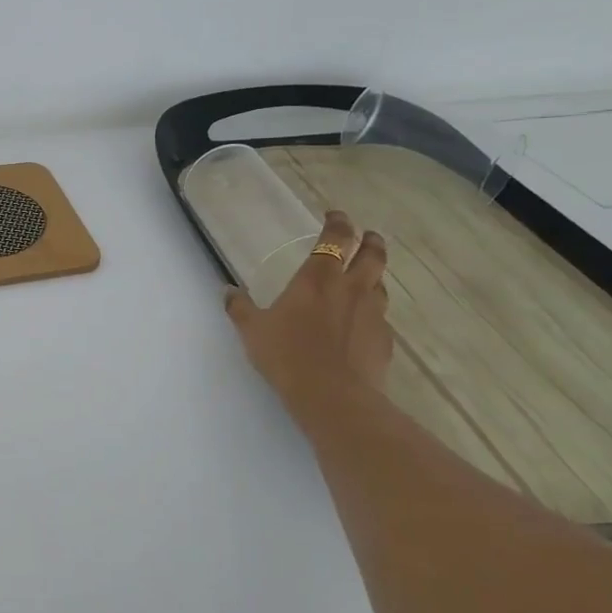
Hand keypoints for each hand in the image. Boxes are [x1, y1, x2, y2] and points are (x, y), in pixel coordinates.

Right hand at [224, 211, 393, 420]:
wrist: (332, 396)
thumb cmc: (286, 356)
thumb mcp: (252, 331)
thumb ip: (240, 308)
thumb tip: (227, 291)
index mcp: (317, 279)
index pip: (335, 238)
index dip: (338, 222)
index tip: (336, 216)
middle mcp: (351, 288)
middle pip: (372, 254)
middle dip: (371, 241)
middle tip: (367, 236)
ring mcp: (373, 314)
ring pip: (381, 284)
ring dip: (375, 276)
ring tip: (366, 278)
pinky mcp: (384, 340)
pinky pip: (381, 318)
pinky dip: (373, 313)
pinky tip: (362, 325)